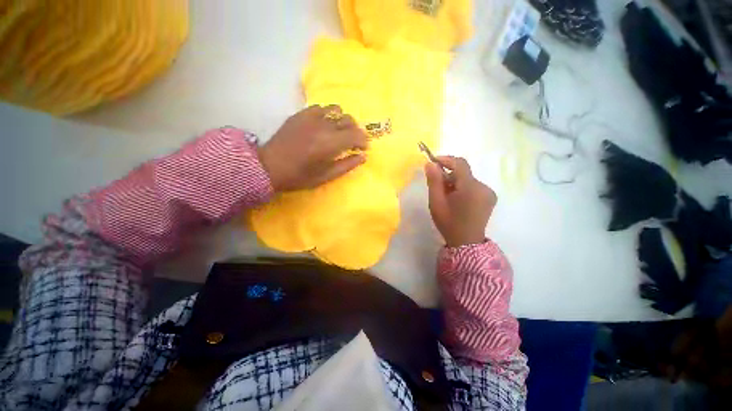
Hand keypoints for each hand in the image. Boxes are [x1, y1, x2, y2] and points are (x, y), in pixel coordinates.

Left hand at [258, 105, 368, 191]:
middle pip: (349, 120)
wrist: (269, 166)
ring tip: (339, 131)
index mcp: (331, 143)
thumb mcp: (326, 176)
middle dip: (355, 131)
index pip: (356, 135)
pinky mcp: (301, 114)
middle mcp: (324, 126)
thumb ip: (347, 165)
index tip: (363, 148)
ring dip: (343, 120)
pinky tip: (324, 124)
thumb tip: (363, 157)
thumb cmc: (299, 176)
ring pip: (336, 110)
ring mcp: (311, 117)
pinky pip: (321, 107)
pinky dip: (328, 114)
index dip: (363, 141)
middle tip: (352, 142)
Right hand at [425, 156, 496, 247]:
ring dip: (455, 182)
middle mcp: (483, 187)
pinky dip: (463, 188)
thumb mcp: (436, 202)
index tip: (433, 162)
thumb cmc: (449, 223)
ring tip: (446, 196)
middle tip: (436, 185)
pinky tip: (456, 200)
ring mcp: (489, 192)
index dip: (446, 159)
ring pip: (468, 179)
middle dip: (448, 175)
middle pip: (463, 172)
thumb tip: (430, 164)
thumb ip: (434, 181)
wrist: (466, 243)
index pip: (460, 164)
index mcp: (470, 188)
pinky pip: (473, 186)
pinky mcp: (490, 197)